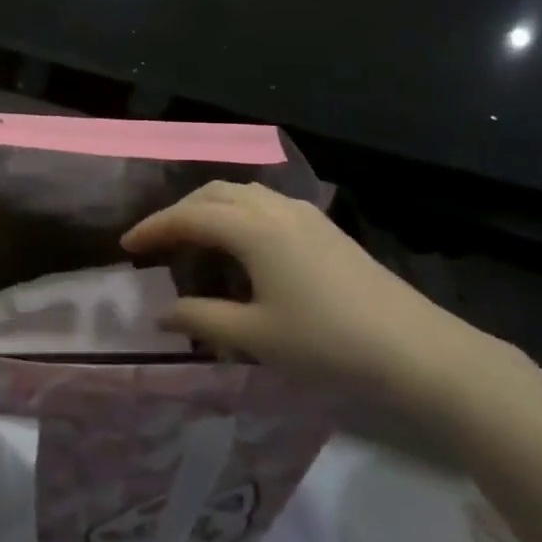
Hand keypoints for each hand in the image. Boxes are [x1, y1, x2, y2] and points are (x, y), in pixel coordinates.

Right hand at [122, 182, 536, 464]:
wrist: (414, 348)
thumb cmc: (327, 342)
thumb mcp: (257, 337)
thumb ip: (203, 319)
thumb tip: (162, 313)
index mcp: (253, 229)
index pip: (189, 216)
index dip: (154, 228)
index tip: (126, 245)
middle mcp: (275, 209)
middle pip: (214, 194)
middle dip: (179, 212)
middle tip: (156, 242)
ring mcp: (304, 215)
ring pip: (242, 195)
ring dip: (210, 209)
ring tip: (193, 242)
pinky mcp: (323, 228)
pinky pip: (265, 206)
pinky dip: (238, 216)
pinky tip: (241, 248)